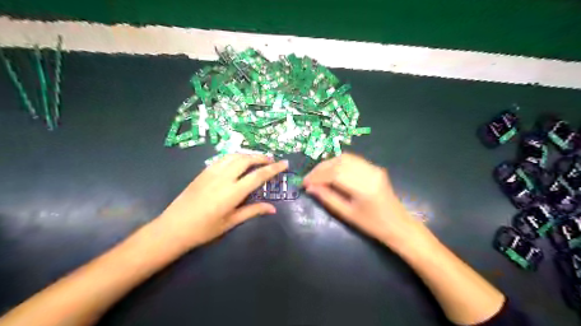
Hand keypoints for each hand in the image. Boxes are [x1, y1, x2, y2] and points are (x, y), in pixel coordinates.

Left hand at [155, 154, 289, 249]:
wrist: (174, 227)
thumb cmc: (204, 229)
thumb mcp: (231, 222)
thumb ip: (253, 211)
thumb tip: (272, 208)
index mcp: (233, 192)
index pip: (258, 175)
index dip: (273, 168)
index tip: (284, 163)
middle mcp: (224, 178)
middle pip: (247, 160)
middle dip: (261, 157)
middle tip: (271, 160)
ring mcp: (212, 172)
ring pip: (234, 156)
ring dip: (248, 155)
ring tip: (257, 159)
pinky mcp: (203, 172)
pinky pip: (223, 158)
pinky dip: (235, 156)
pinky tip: (238, 161)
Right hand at [305, 152, 422, 248]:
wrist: (398, 225)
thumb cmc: (372, 225)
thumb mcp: (347, 214)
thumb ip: (327, 198)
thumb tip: (310, 188)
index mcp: (364, 187)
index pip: (335, 174)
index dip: (317, 176)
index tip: (304, 183)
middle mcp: (370, 172)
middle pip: (339, 162)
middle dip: (321, 168)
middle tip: (309, 178)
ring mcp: (374, 168)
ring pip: (345, 158)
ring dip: (328, 164)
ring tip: (317, 175)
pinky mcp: (374, 168)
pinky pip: (352, 160)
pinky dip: (338, 163)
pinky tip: (330, 172)